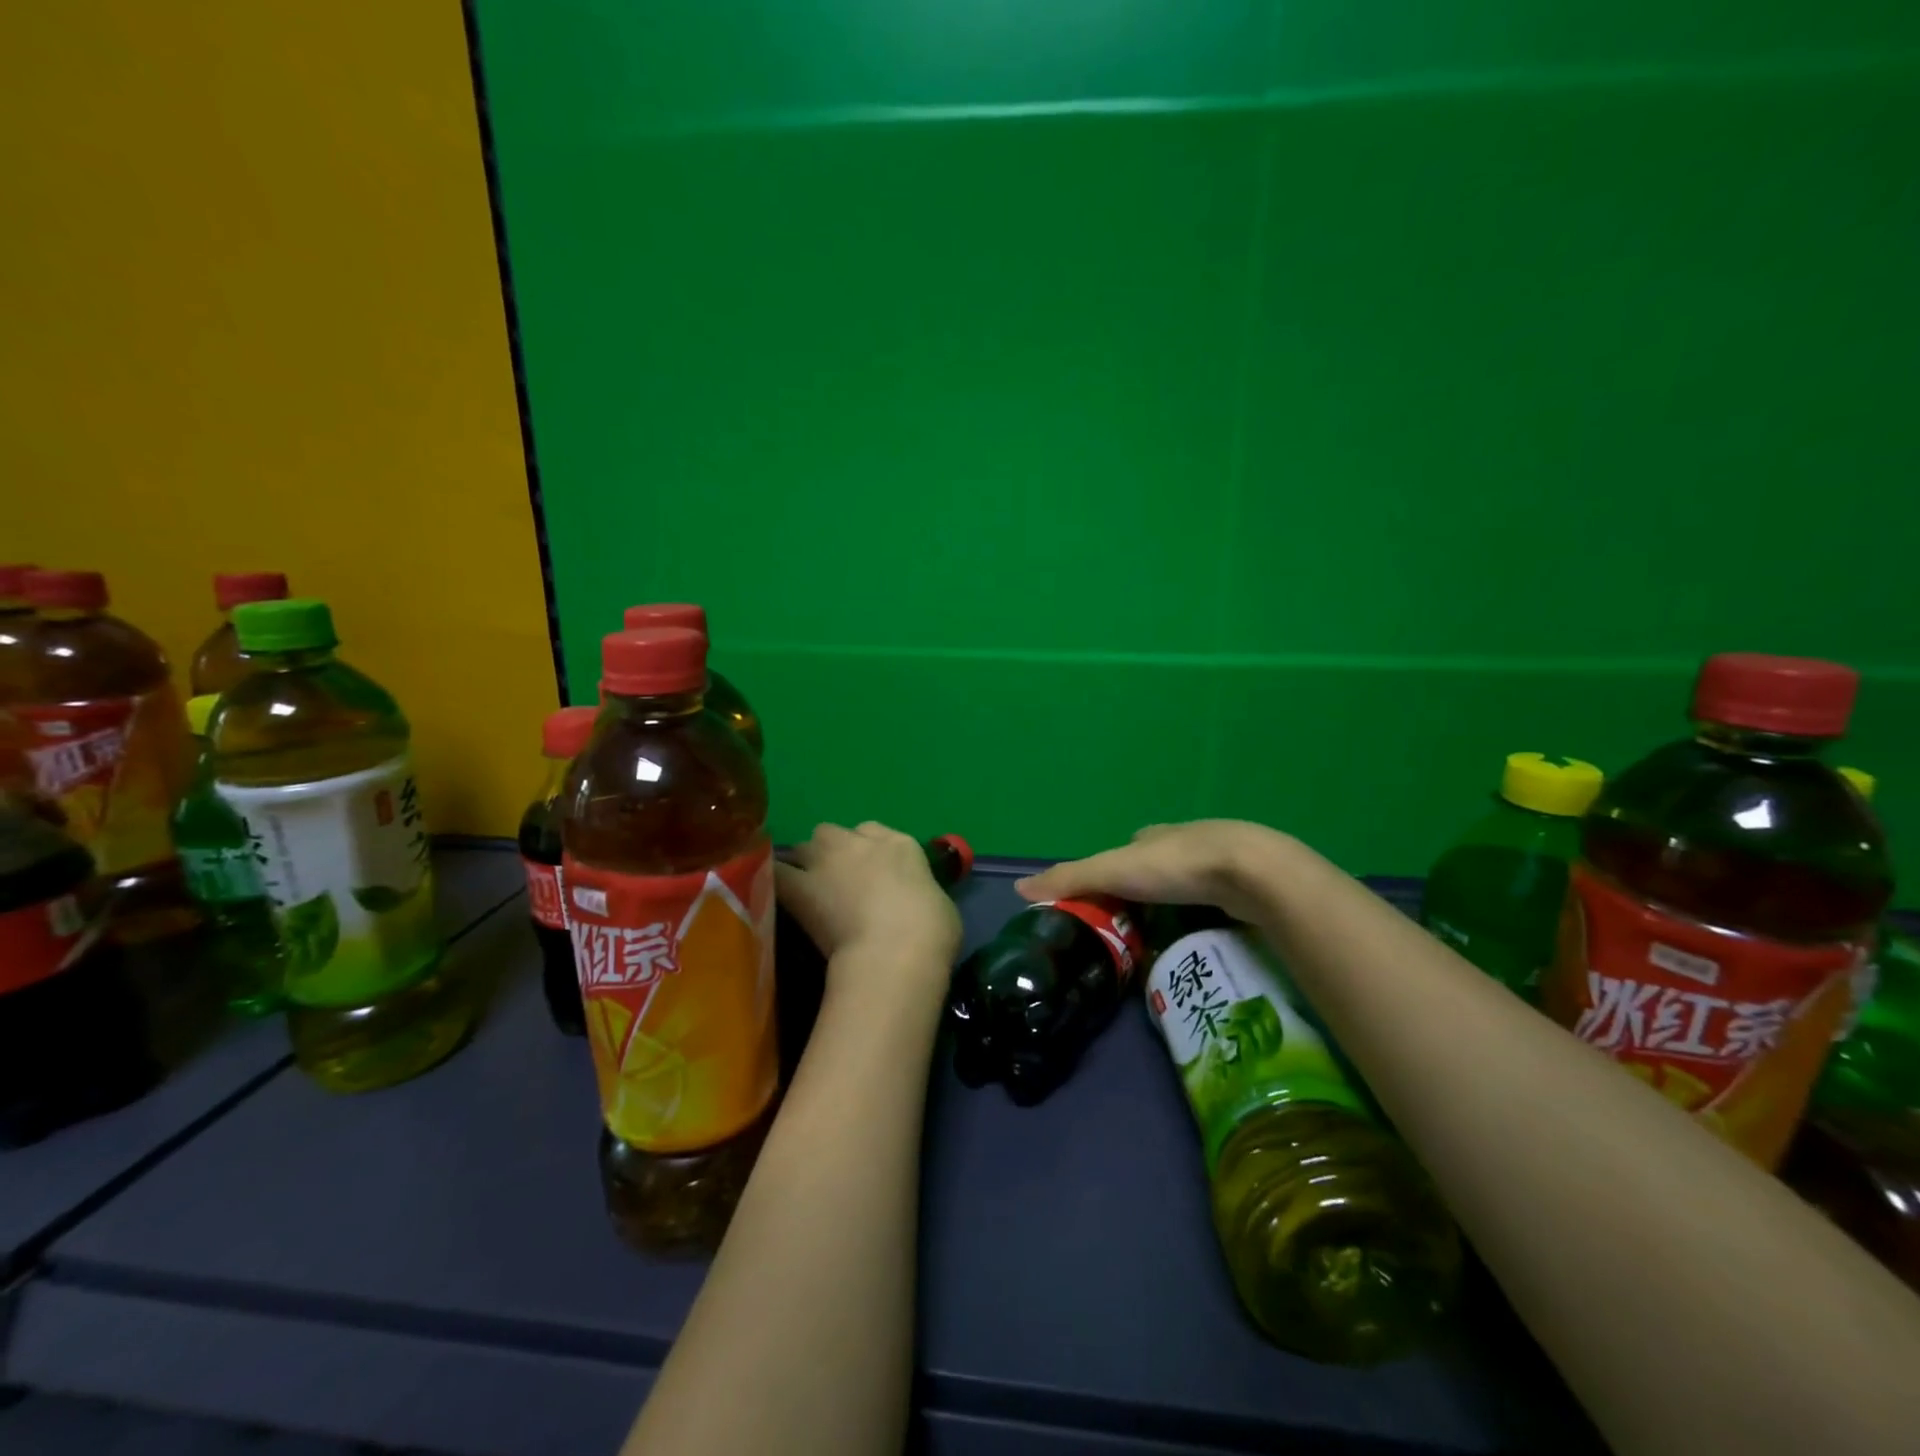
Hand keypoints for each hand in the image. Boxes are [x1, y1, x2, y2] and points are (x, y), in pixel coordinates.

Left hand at [777, 821, 962, 983]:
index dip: (869, 851)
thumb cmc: (931, 932)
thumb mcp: (936, 903)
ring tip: (807, 888)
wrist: (896, 952)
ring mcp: (828, 861)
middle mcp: (861, 842)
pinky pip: (777, 872)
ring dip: (805, 862)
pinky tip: (771, 890)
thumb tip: (907, 900)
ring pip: (805, 846)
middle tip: (837, 881)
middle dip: (833, 850)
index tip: (870, 873)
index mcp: (901, 844)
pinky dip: (773, 878)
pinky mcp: (800, 888)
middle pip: (835, 833)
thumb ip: (915, 891)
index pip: (876, 832)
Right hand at [1015, 820, 1292, 921]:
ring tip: (1164, 938)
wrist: (1250, 871)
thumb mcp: (1112, 872)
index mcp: (1152, 836)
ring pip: (1187, 884)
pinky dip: (1203, 914)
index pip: (1125, 851)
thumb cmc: (1175, 866)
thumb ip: (1070, 879)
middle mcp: (1184, 841)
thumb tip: (1019, 888)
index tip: (1102, 902)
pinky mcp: (1245, 885)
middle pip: (1156, 866)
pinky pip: (1214, 900)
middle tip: (1132, 928)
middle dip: (1144, 890)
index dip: (1110, 873)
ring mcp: (1219, 862)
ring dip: (1174, 904)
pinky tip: (1201, 934)